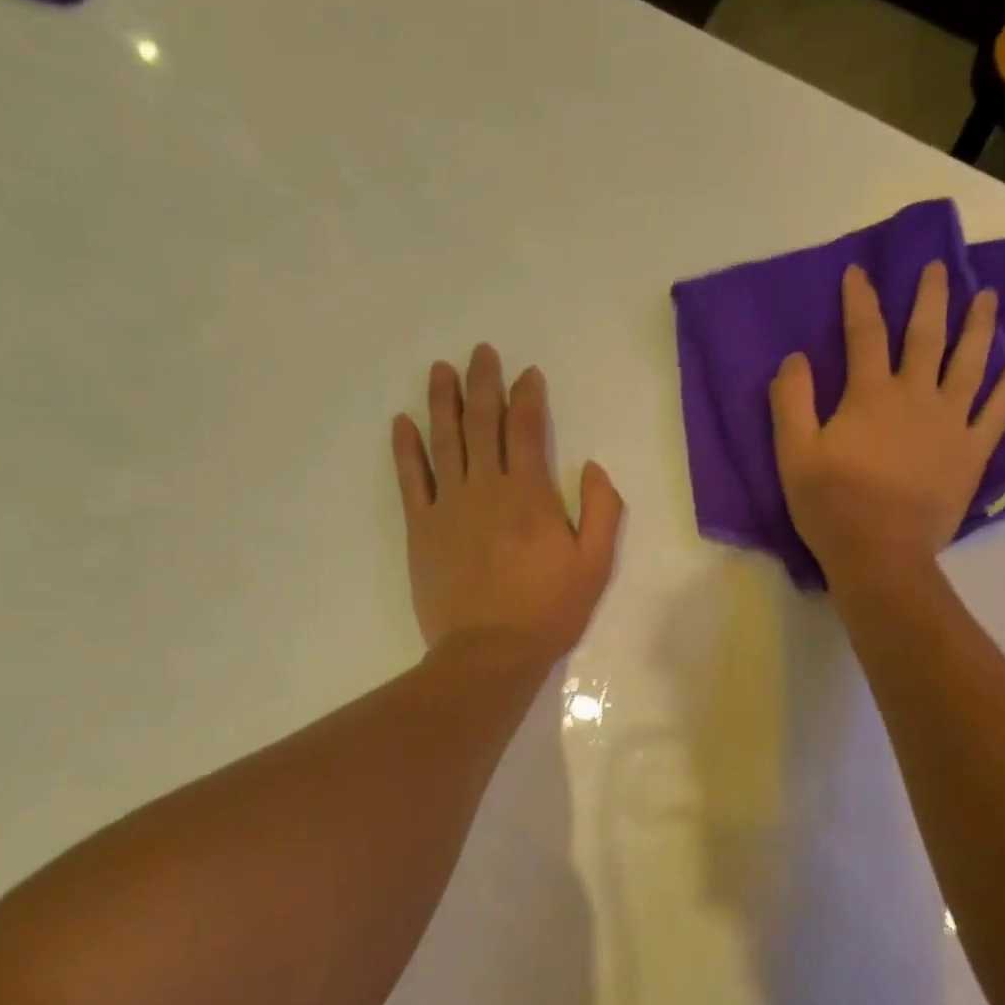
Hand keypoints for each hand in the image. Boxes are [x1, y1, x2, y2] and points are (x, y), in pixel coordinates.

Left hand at [393, 344, 623, 662]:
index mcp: (530, 494)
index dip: (528, 396)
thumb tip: (594, 466)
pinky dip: (406, 448)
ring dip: (442, 401)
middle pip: (482, 422)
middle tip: (481, 352)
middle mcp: (486, 488)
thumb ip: (602, 510)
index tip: (528, 374)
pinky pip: (411, 478)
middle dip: (483, 383)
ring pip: (444, 440)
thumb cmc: (549, 609)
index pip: (526, 429)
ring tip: (440, 369)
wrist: (490, 652)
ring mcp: (448, 505)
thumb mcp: (596, 564)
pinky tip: (402, 422)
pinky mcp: (421, 528)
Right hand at [770, 261, 1004, 586]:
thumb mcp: (793, 455)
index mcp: (870, 395)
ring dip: (979, 326)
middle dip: (930, 297)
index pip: (864, 334)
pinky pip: (997, 412)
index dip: (860, 299)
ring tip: (988, 297)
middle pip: (926, 336)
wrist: (880, 555)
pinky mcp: (972, 452)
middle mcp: (915, 396)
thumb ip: (791, 401)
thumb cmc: (831, 507)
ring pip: (969, 363)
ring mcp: (950, 423)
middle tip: (940, 267)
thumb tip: (796, 357)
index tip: (859, 272)